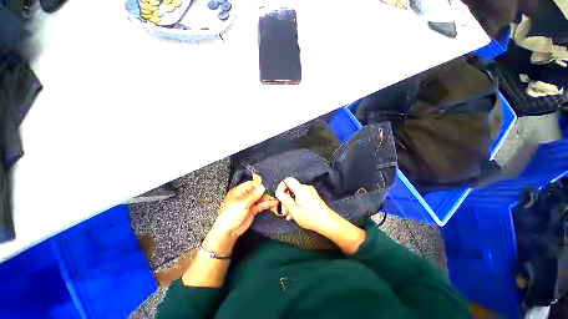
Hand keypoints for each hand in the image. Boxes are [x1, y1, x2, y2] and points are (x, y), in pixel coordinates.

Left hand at [204, 180, 277, 254]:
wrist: (228, 232)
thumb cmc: (231, 215)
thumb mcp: (242, 203)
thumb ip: (253, 195)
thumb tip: (262, 186)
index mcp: (239, 191)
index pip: (251, 184)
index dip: (259, 185)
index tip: (267, 186)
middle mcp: (244, 196)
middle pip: (256, 191)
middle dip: (265, 191)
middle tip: (273, 192)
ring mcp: (249, 203)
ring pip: (260, 198)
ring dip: (267, 198)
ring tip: (276, 197)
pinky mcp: (253, 210)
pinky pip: (261, 205)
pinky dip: (267, 204)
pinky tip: (274, 203)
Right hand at [275, 177, 338, 233]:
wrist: (328, 222)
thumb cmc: (310, 217)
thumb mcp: (294, 210)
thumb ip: (285, 200)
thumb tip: (279, 193)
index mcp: (300, 189)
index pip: (287, 180)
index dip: (281, 187)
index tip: (279, 197)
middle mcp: (305, 188)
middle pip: (291, 189)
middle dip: (285, 199)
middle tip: (284, 211)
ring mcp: (310, 192)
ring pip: (295, 195)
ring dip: (290, 204)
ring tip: (289, 216)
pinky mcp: (313, 197)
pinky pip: (301, 198)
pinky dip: (296, 204)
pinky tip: (294, 215)